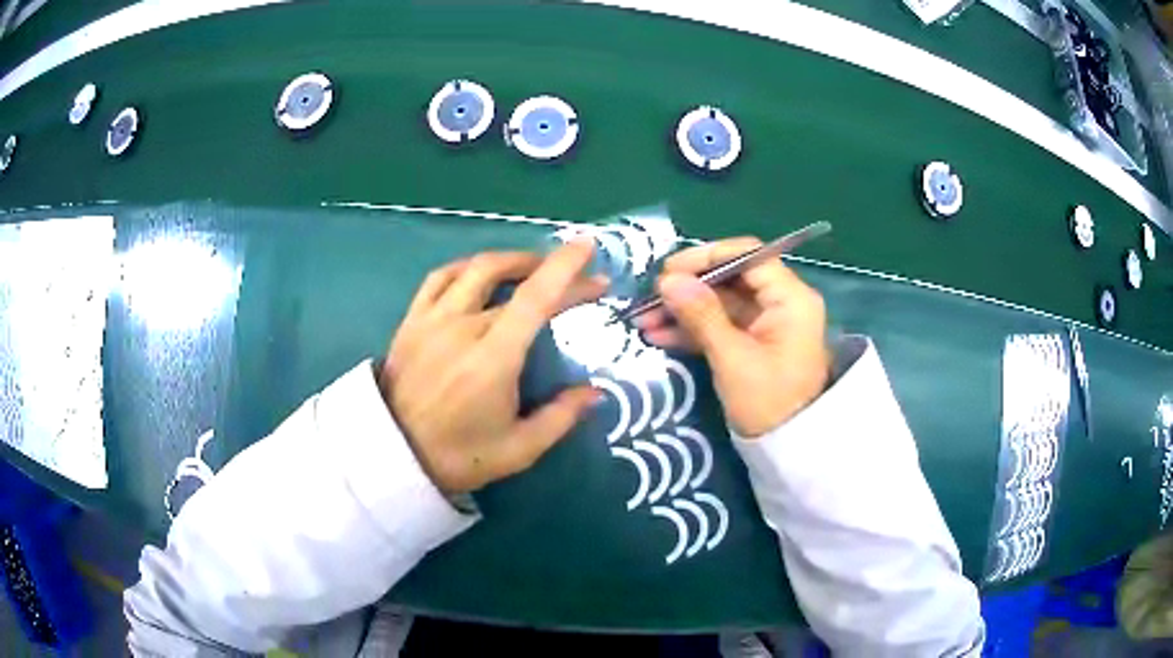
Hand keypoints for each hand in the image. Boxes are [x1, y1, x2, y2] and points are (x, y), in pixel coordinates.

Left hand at [380, 240, 606, 493]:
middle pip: (515, 282)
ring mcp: (432, 319)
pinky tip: (480, 273)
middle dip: (553, 274)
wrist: (392, 456)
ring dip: (512, 260)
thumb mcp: (519, 449)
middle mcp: (462, 327)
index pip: (535, 298)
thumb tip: (595, 391)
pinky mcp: (411, 321)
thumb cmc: (459, 456)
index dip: (564, 268)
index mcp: (493, 359)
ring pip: (476, 269)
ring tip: (533, 267)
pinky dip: (468, 267)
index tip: (587, 247)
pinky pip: (440, 277)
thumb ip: (561, 417)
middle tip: (577, 281)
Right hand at [635, 237, 831, 436]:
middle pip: (730, 279)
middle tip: (650, 297)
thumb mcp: (732, 358)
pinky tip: (658, 335)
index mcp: (790, 297)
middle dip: (688, 288)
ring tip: (643, 321)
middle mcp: (781, 303)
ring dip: (683, 311)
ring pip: (720, 304)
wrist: (790, 450)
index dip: (707, 257)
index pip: (748, 256)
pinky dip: (692, 330)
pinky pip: (721, 326)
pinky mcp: (753, 344)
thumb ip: (701, 315)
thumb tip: (667, 280)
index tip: (668, 270)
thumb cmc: (769, 402)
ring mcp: (766, 324)